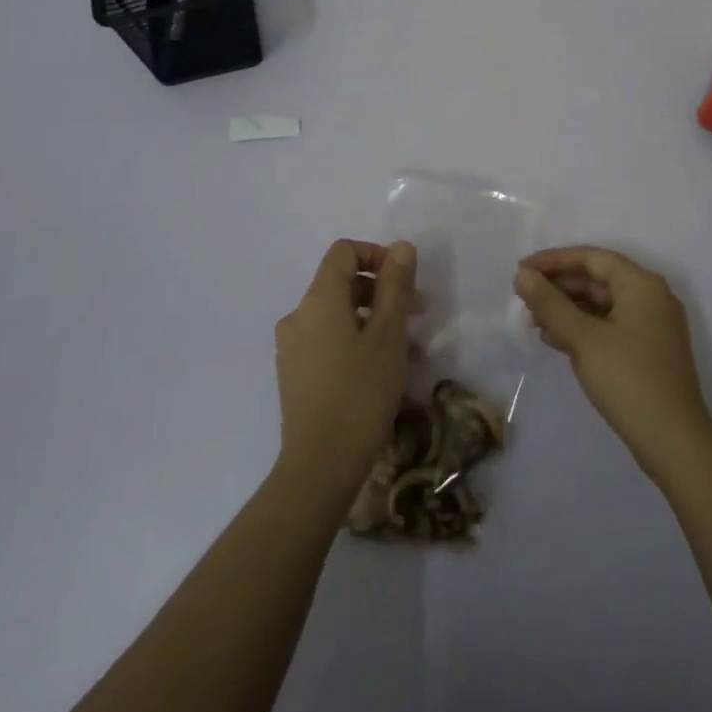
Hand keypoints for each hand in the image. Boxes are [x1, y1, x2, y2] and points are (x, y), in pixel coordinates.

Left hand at [273, 239, 415, 508]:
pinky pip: (329, 342)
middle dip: (383, 292)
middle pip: (342, 284)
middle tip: (419, 315)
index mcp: (318, 299)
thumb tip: (401, 246)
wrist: (320, 465)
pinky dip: (357, 342)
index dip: (377, 254)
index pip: (344, 252)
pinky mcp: (295, 374)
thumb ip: (396, 285)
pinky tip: (385, 371)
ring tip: (410, 350)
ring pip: (339, 316)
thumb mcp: (389, 334)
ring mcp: (293, 347)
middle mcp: (299, 316)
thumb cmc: (361, 391)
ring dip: (375, 321)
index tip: (406, 279)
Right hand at [514, 246, 711, 481]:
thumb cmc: (628, 380)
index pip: (592, 258)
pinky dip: (581, 328)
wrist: (674, 442)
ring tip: (532, 319)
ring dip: (567, 308)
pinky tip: (554, 339)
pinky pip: (608, 326)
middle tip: (523, 296)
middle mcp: (650, 298)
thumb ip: (550, 304)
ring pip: (601, 305)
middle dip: (559, 286)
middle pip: (597, 279)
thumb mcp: (583, 338)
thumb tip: (523, 276)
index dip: (554, 260)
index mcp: (642, 285)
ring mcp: (651, 327)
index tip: (521, 270)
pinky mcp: (646, 352)